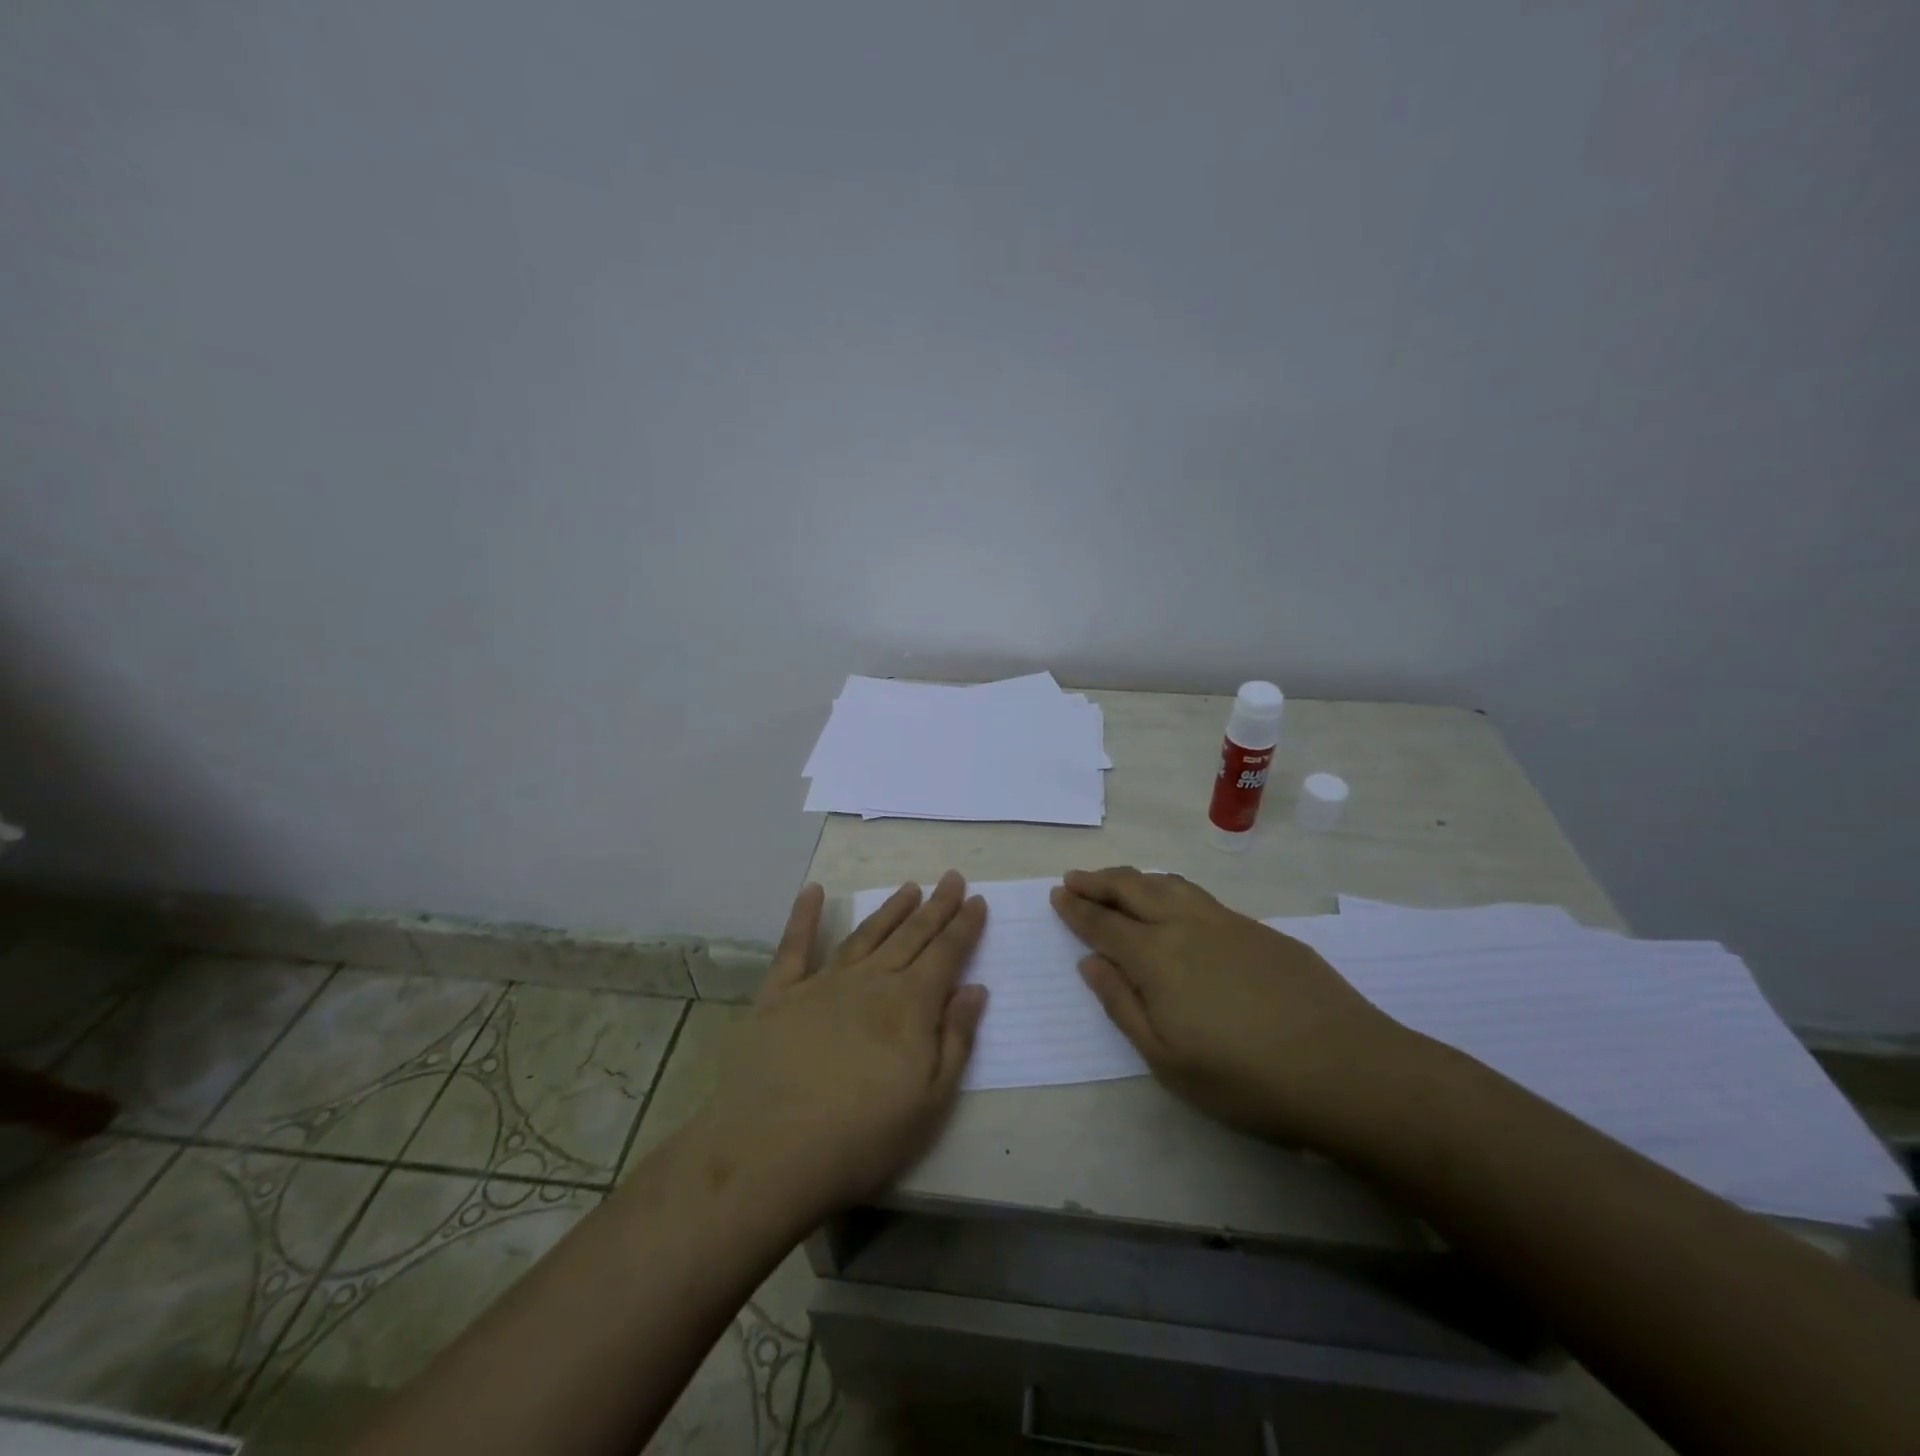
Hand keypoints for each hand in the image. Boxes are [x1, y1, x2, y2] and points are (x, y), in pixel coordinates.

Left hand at [693, 872, 988, 1220]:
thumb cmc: (862, 1136)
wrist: (771, 1152)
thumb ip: (956, 1039)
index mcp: (909, 1004)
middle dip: (935, 906)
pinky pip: (794, 947)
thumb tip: (975, 988)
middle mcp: (870, 980)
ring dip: (890, 909)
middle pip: (911, 935)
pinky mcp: (779, 995)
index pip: (946, 954)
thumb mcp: (931, 1101)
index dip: (964, 926)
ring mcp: (822, 983)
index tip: (976, 899)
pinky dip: (804, 916)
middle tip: (951, 878)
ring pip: (865, 935)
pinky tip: (813, 891)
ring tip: (909, 888)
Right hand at [1050, 867, 1412, 1147]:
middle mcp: (1186, 926)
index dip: (1078, 908)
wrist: (1345, 1068)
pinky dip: (1172, 889)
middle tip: (1076, 877)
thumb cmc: (1245, 1078)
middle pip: (1133, 889)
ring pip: (1169, 885)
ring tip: (1118, 881)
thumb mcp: (1167, 1059)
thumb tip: (1091, 963)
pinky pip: (1200, 896)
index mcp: (1156, 957)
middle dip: (1099, 881)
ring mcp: (1227, 923)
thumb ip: (1122, 1005)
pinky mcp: (1260, 930)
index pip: (1104, 923)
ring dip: (1135, 878)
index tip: (1058, 893)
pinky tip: (1175, 903)